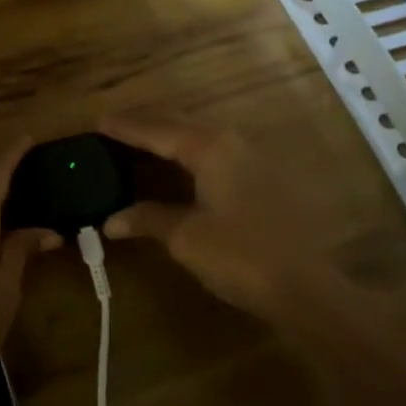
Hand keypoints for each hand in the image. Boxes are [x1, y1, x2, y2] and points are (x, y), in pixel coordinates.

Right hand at [99, 113, 330, 319]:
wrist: (306, 285)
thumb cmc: (241, 254)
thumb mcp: (186, 237)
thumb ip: (148, 219)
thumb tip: (111, 220)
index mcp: (209, 147)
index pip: (157, 130)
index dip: (126, 127)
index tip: (99, 121)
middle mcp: (230, 141)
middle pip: (179, 124)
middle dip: (146, 125)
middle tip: (114, 128)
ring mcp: (250, 157)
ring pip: (199, 136)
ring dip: (168, 138)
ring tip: (139, 143)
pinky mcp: (261, 176)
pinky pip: (213, 152)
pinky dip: (187, 154)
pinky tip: (177, 167)